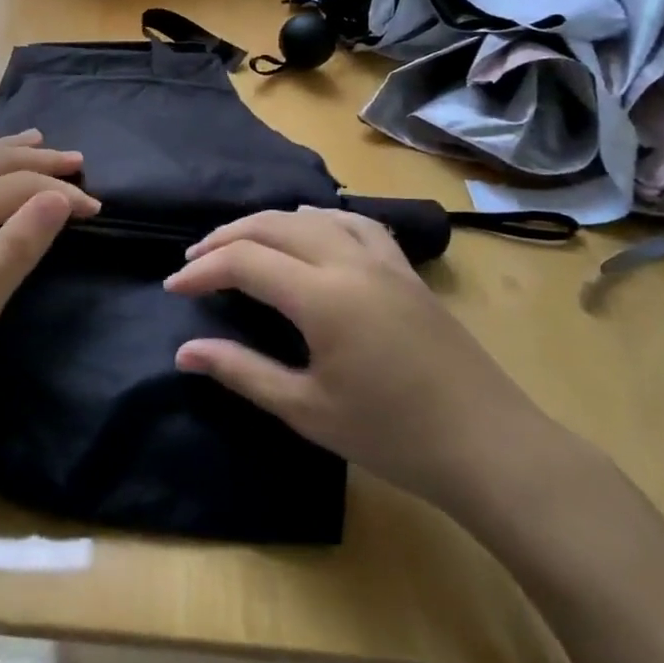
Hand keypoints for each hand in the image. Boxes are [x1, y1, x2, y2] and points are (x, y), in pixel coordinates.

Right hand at [165, 207, 564, 515]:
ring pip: (311, 217)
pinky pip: (354, 222)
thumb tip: (185, 351)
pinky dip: (318, 219)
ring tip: (240, 243)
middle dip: (225, 238)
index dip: (203, 271)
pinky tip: (310, 230)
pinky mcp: (405, 269)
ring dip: (267, 224)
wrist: (489, 446)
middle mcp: (349, 261)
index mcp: (323, 296)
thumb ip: (242, 372)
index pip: (245, 261)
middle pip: (272, 226)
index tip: (174, 289)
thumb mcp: (307, 410)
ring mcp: (382, 260)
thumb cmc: (392, 436)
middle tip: (194, 262)